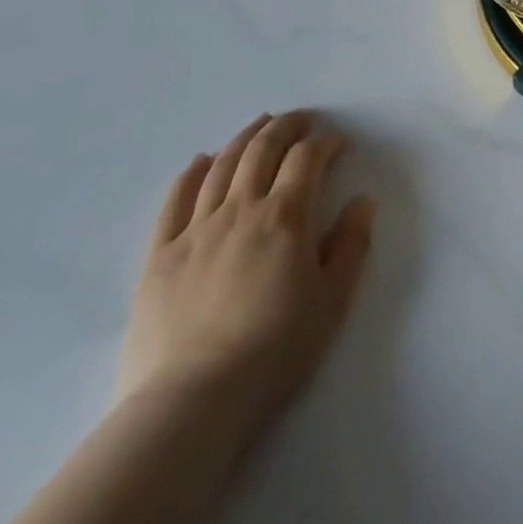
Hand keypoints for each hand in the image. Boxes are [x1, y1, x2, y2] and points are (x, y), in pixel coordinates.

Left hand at [117, 111, 374, 434]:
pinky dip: (191, 173)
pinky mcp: (160, 255)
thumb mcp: (331, 302)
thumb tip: (363, 201)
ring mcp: (196, 229)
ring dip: (245, 138)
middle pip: (263, 149)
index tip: (338, 144)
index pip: (307, 159)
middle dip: (286, 126)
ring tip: (260, 124)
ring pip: (222, 165)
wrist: (191, 403)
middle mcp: (240, 209)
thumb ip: (351, 246)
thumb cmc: (273, 352)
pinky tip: (202, 161)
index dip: (325, 143)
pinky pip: (175, 200)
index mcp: (285, 217)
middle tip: (302, 119)